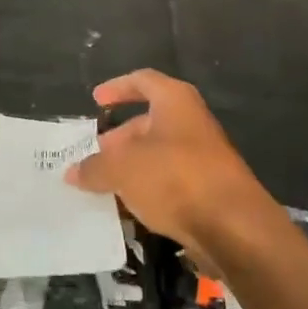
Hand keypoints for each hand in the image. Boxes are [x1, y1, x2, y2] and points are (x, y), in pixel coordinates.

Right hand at [67, 70, 279, 266]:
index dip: (117, 88)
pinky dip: (149, 189)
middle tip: (96, 153)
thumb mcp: (122, 169)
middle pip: (150, 121)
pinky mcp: (209, 190)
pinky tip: (130, 207)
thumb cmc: (175, 177)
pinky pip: (171, 181)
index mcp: (175, 101)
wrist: (234, 227)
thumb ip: (94, 168)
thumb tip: (73, 172)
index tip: (96, 101)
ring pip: (159, 154)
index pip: (142, 81)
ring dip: (133, 166)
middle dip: (120, 137)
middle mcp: (192, 122)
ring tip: (105, 184)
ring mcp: (204, 157)